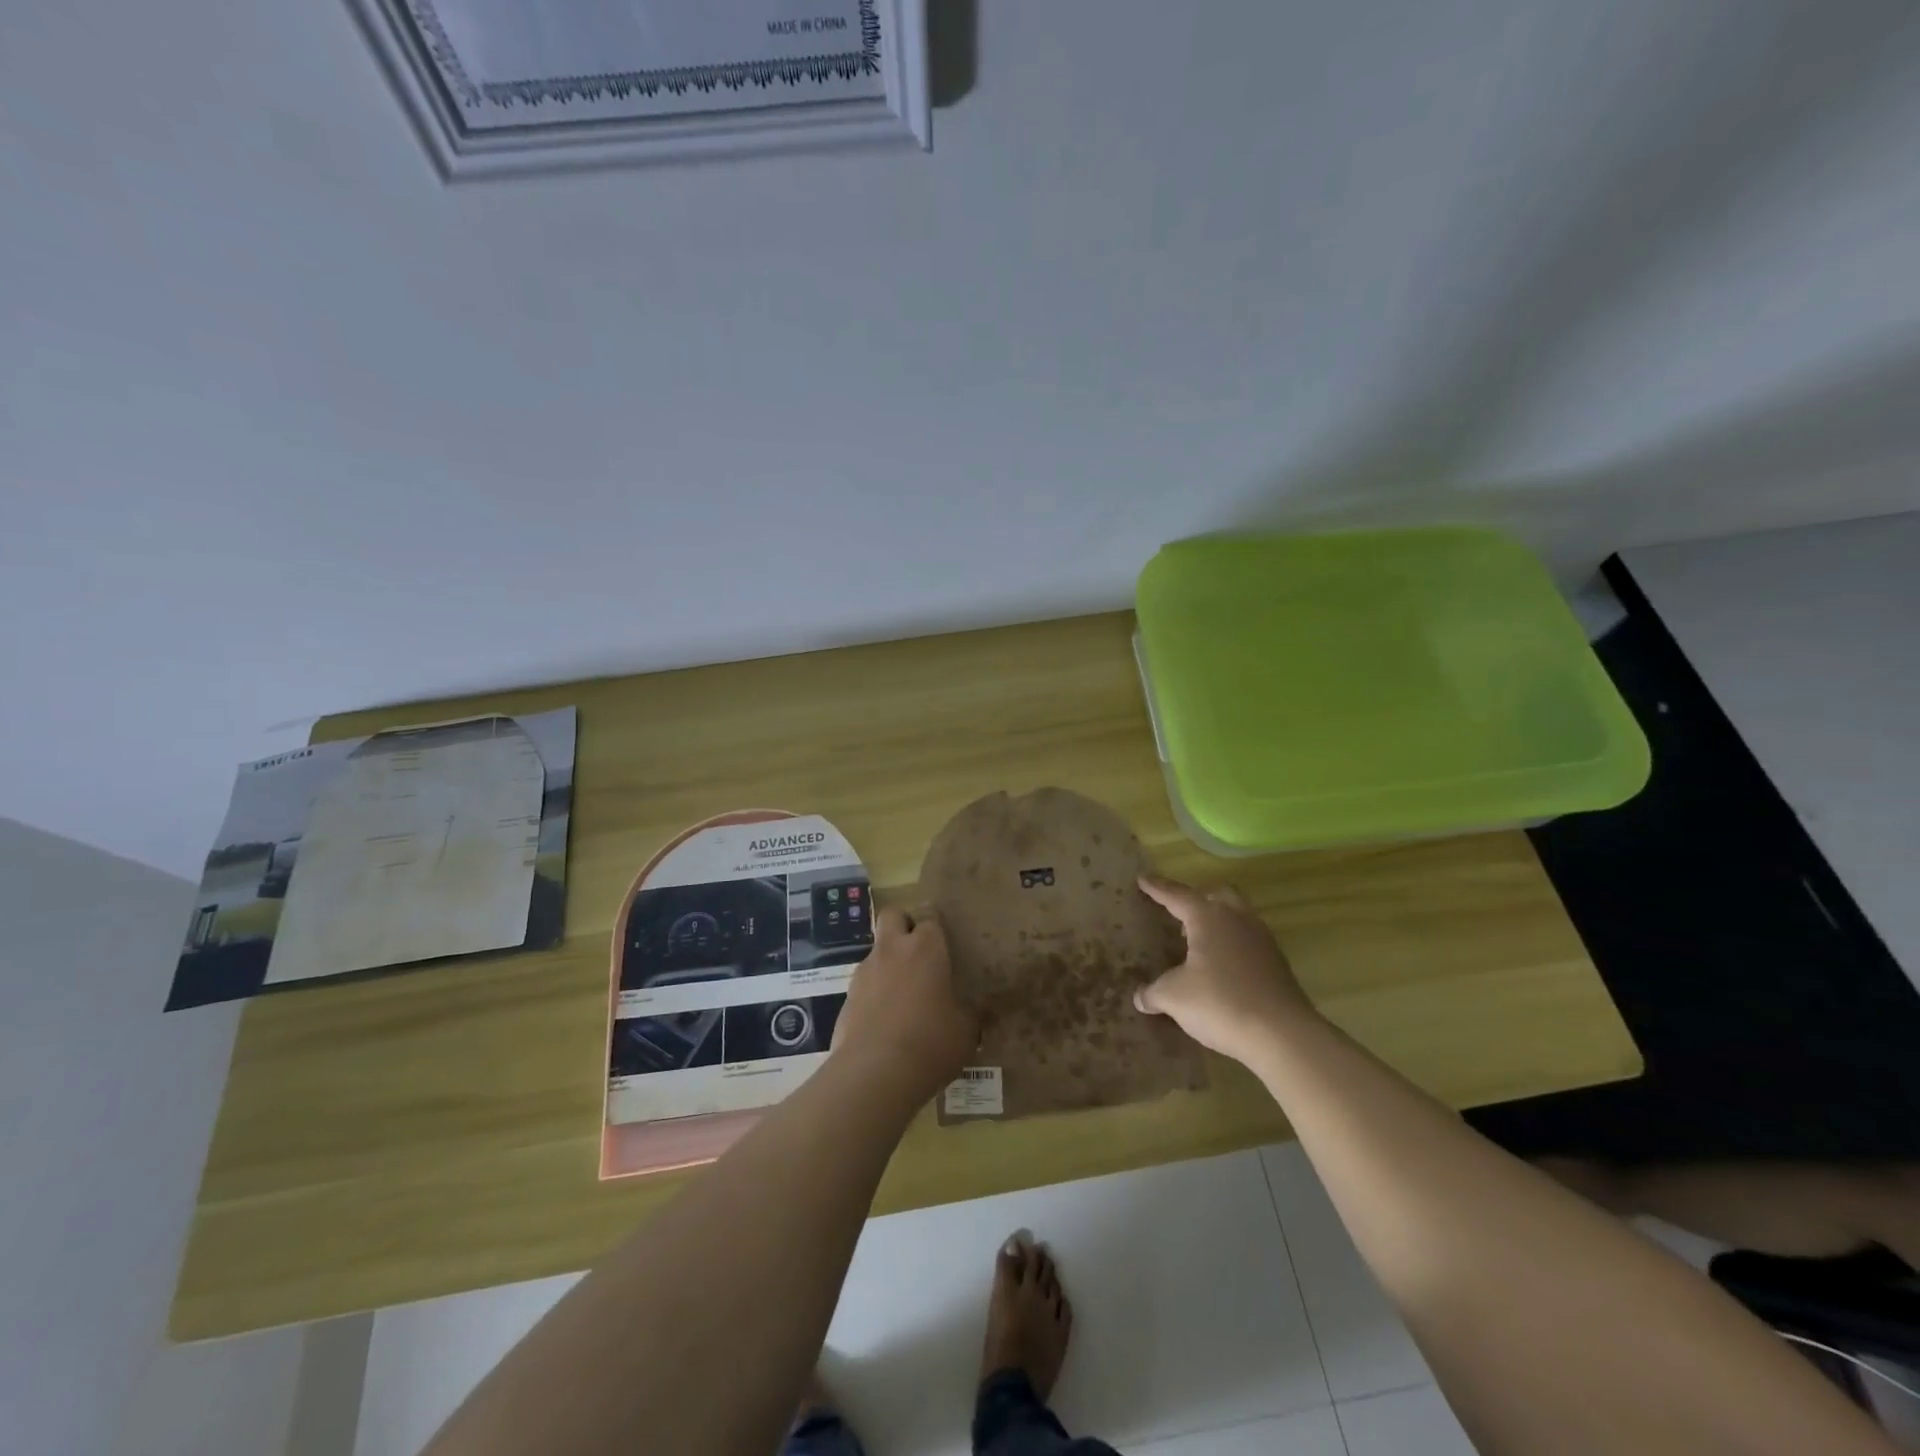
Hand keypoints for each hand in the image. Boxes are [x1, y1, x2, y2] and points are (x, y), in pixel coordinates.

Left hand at [832, 905, 978, 1104]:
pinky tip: (886, 1021)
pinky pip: (864, 984)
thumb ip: (971, 1014)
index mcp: (925, 948)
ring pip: (876, 950)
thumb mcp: (966, 1032)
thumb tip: (978, 1012)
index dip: (935, 923)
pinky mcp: (846, 998)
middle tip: (919, 951)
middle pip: (892, 915)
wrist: (874, 1073)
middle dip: (904, 925)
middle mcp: (892, 950)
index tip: (944, 938)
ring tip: (904, 995)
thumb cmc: (930, 1042)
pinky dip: (874, 993)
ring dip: (888, 962)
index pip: (929, 915)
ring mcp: (864, 972)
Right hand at [1134, 876, 1317, 1063]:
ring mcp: (1261, 940)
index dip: (1157, 888)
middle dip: (1198, 898)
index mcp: (1209, 917)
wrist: (1283, 1035)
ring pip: (1238, 915)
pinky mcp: (1277, 963)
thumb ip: (1154, 992)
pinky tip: (1222, 968)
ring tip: (1199, 942)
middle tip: (1180, 912)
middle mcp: (1237, 919)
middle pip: (1217, 894)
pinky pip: (1249, 941)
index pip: (1177, 895)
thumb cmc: (1221, 1003)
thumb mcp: (1174, 998)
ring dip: (1218, 922)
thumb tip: (1140, 997)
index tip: (1142, 878)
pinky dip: (1232, 945)